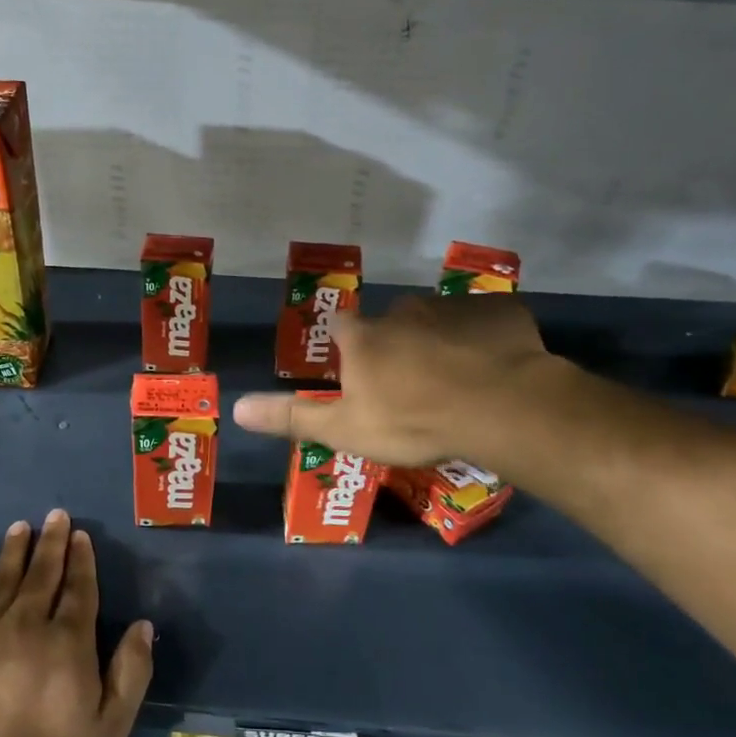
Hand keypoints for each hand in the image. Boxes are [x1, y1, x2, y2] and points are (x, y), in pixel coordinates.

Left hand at [0, 510, 152, 736]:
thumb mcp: (112, 724)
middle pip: (43, 574)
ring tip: (22, 526)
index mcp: (68, 642)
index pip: (78, 589)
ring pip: (6, 579)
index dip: (81, 560)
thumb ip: (132, 671)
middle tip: (55, 515)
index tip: (80, 535)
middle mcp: (28, 625)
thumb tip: (143, 624)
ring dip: (16, 550)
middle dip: (52, 542)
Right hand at [233, 293, 560, 468]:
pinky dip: (484, 340)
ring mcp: (453, 307)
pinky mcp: (499, 311)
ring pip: (438, 322)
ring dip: (441, 342)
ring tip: (458, 380)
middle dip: (396, 345)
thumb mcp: (345, 429)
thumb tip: (235, 408)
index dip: (345, 346)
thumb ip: (292, 417)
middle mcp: (403, 310)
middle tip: (411, 384)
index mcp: (364, 337)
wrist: (499, 407)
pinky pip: (485, 323)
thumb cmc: (412, 421)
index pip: (340, 327)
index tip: (356, 369)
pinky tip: (495, 368)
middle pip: (391, 323)